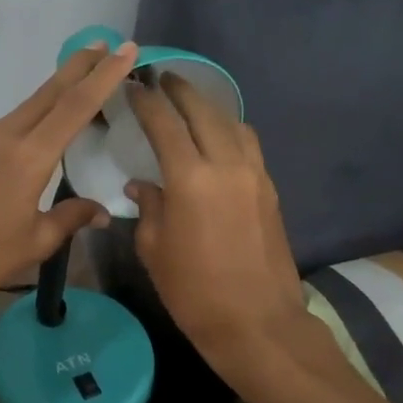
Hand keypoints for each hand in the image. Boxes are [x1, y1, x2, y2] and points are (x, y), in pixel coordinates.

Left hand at [0, 41, 139, 316]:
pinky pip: (7, 125)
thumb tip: (101, 211)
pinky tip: (41, 130)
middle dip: (79, 66)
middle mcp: (3, 137)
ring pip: (27, 107)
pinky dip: (32, 118)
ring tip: (81, 86)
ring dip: (55, 93)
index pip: (75, 106)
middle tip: (105, 44)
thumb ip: (70, 217)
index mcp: (28, 157)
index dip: (103, 76)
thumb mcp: (36, 241)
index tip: (125, 49)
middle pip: (49, 92)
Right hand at [126, 73, 306, 363]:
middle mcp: (227, 165)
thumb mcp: (155, 249)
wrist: (258, 324)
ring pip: (232, 123)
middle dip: (181, 90)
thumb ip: (149, 207)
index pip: (164, 124)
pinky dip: (230, 130)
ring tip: (190, 103)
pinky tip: (218, 138)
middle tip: (162, 78)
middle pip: (204, 111)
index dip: (146, 101)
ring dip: (209, 107)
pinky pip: (249, 145)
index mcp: (191, 179)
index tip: (133, 86)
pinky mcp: (270, 190)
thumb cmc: (194, 291)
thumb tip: (143, 184)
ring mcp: (255, 175)